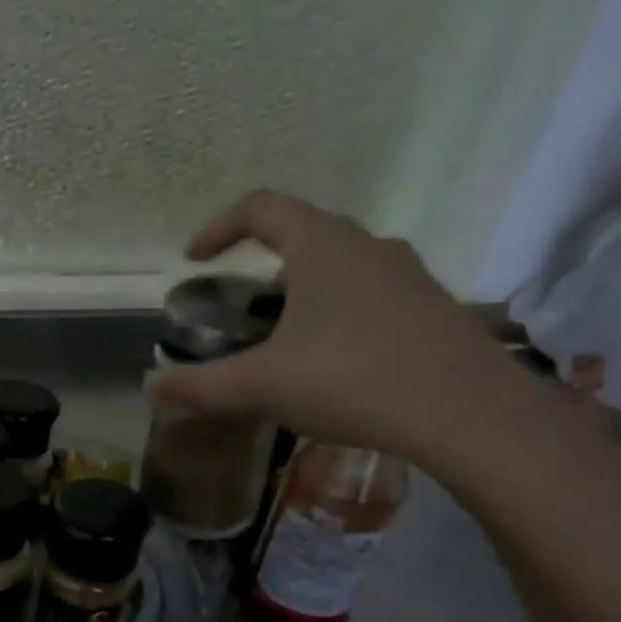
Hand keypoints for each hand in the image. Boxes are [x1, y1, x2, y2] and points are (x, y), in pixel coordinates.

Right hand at [148, 191, 543, 478]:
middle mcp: (367, 246)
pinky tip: (331, 362)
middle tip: (239, 310)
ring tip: (282, 340)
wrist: (469, 413)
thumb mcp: (262, 385)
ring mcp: (407, 275)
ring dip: (301, 289)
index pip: (261, 208)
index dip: (219, 228)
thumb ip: (200, 386)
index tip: (194, 260)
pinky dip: (336, 312)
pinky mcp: (431, 307)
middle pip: (302, 234)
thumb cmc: (353, 380)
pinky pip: (369, 293)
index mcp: (322, 247)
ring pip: (339, 264)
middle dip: (260, 265)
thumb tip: (150, 389)